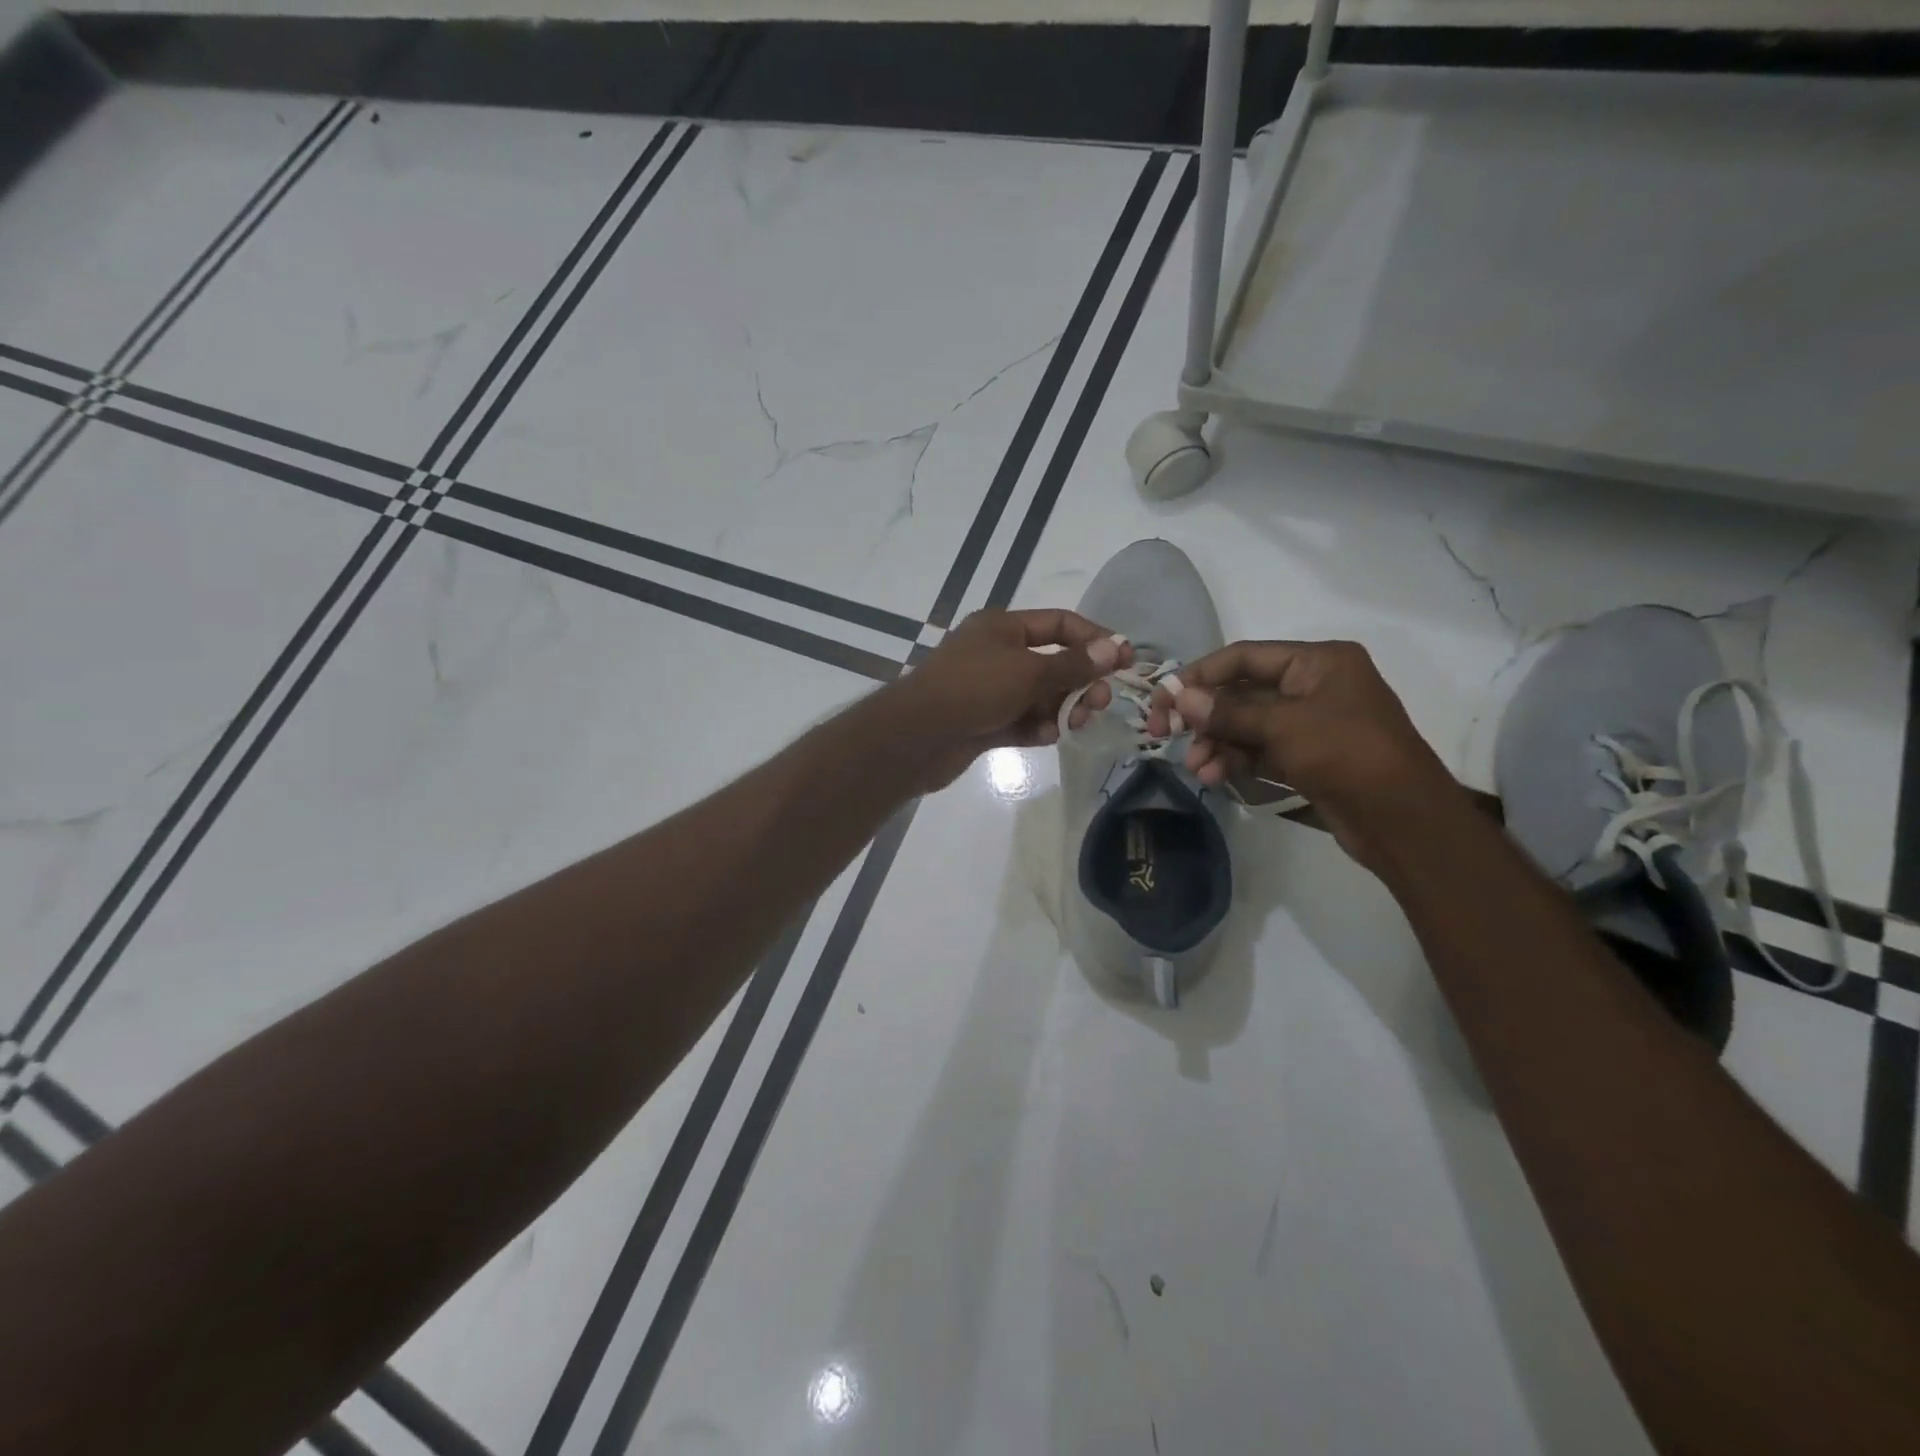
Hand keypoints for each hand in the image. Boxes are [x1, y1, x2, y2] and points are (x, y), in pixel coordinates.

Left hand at [890, 608, 1130, 789]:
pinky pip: (1022, 721)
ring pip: (1039, 696)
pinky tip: (1045, 737)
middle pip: (1053, 662)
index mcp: (1003, 627)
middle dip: (1080, 682)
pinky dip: (1036, 728)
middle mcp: (997, 654)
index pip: (1060, 624)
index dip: (1095, 639)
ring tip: (1073, 723)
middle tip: (1101, 703)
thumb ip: (1073, 664)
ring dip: (1061, 708)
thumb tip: (1114, 647)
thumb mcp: (1029, 671)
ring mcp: (989, 690)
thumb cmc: (973, 690)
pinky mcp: (984, 722)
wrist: (916, 737)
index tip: (1125, 660)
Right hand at [1146, 639, 1463, 871]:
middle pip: (1243, 692)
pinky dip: (1235, 760)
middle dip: (1205, 716)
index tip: (1164, 697)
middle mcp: (1314, 686)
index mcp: (1318, 661)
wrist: (1403, 821)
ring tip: (1195, 767)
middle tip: (1165, 734)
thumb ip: (1228, 712)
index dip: (1201, 675)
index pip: (1245, 657)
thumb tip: (1178, 696)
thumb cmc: (1347, 754)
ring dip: (1216, 744)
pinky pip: (1260, 750)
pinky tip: (1213, 776)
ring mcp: (1311, 723)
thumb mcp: (1283, 727)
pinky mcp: (1308, 757)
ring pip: (1247, 725)